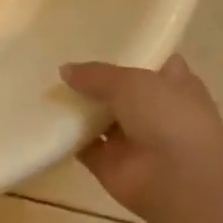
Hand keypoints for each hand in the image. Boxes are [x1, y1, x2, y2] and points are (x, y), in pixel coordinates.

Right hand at [60, 55, 222, 222]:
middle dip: (94, 82)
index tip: (97, 44)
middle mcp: (154, 112)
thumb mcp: (131, 82)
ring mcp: (132, 140)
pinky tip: (44, 121)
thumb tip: (65, 70)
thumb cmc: (168, 117)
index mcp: (173, 85)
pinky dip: (66, 138)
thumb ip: (96, 74)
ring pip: (99, 120)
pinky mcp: (109, 164)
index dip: (128, 55)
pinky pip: (83, 147)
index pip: (152, 64)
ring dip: (77, 109)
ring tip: (45, 89)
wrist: (178, 178)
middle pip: (120, 93)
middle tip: (61, 66)